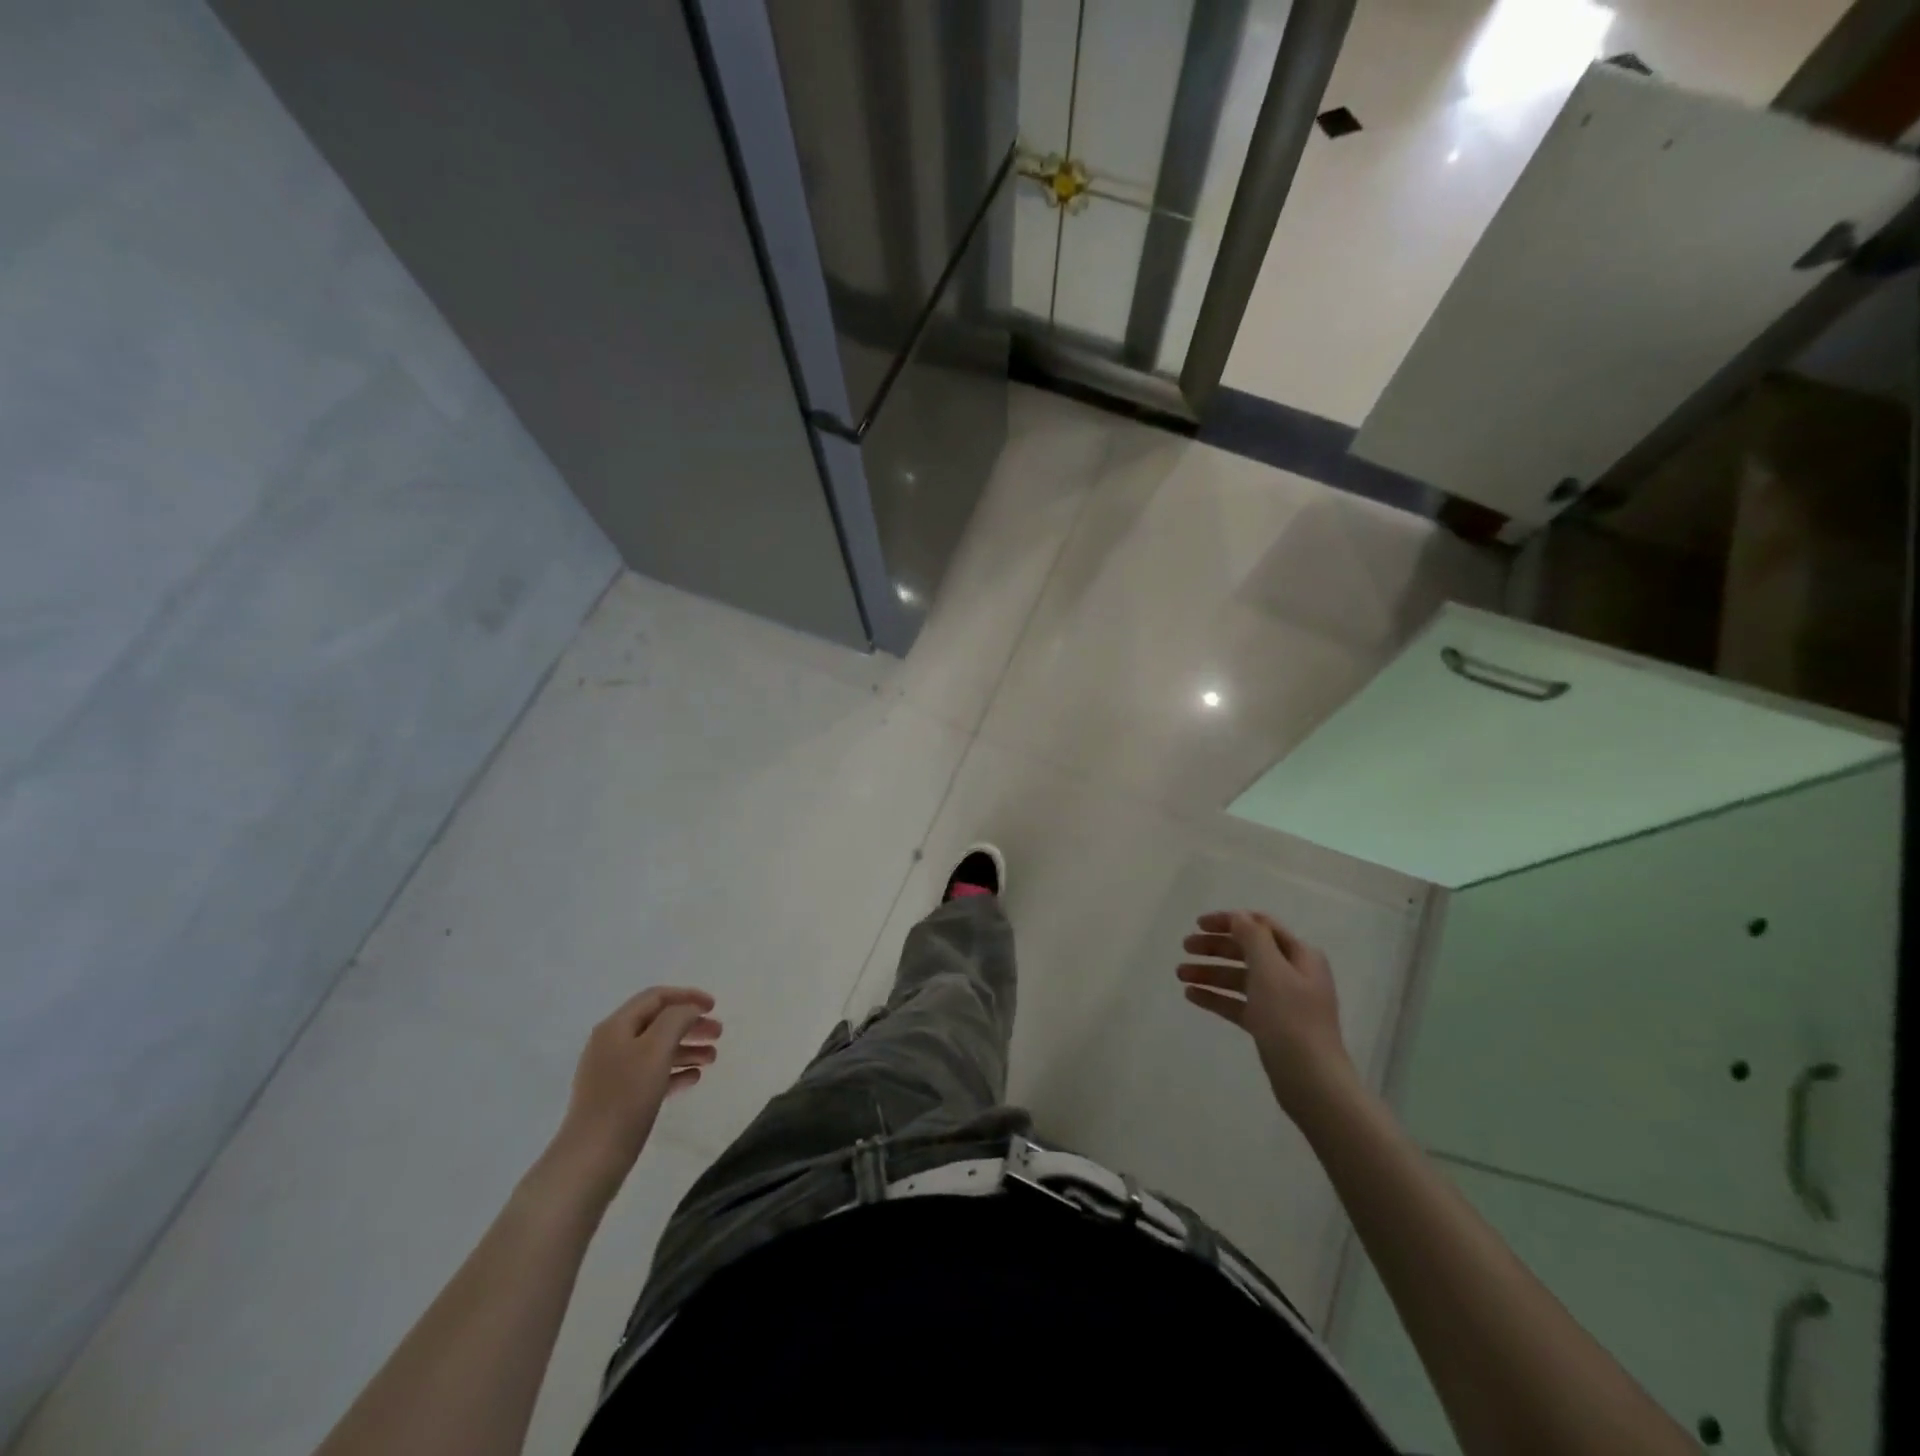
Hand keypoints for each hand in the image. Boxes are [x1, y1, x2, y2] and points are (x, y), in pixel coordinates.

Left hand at [547, 987, 720, 1200]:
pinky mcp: (618, 1099)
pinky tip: (693, 1079)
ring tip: (712, 1059)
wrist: (591, 1158)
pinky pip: (652, 1075)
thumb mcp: (656, 1049)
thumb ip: (676, 1019)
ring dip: (686, 1048)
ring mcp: (613, 1073)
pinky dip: (674, 1071)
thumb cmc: (626, 1097)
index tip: (715, 1007)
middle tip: (719, 1035)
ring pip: (657, 1050)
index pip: (656, 997)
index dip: (687, 996)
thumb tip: (688, 1010)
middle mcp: (612, 1044)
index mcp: (616, 1026)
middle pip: (658, 1023)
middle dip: (690, 1024)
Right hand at [1177, 910, 1355, 1116]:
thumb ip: (1252, 937)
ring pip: (1239, 977)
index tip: (1198, 924)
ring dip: (1210, 972)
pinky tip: (1191, 996)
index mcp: (1299, 955)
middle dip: (1215, 947)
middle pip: (1247, 950)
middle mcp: (1291, 973)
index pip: (1260, 925)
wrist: (1311, 1082)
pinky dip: (1216, 996)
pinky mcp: (1269, 1025)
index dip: (1229, 921)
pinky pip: (1238, 1003)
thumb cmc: (1291, 1019)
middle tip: (1185, 947)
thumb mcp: (1270, 970)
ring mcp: (1281, 1001)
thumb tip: (1239, 916)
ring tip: (1180, 974)